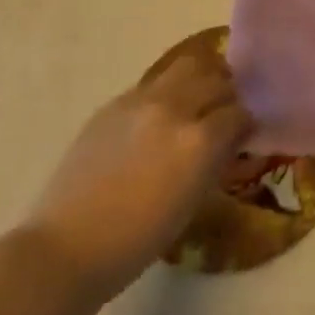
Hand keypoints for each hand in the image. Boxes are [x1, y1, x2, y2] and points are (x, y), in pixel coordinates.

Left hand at [20, 49, 251, 301]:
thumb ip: (216, 160)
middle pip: (216, 79)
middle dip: (227, 94)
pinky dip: (169, 92)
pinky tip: (161, 116)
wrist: (68, 247)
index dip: (246, 123)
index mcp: (198, 140)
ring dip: (201, 79)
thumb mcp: (192, 203)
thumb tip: (232, 138)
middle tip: (225, 113)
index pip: (238, 112)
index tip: (245, 134)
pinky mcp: (115, 102)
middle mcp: (174, 108)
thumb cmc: (137, 241)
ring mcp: (141, 100)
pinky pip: (155, 84)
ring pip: (187, 67)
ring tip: (199, 100)